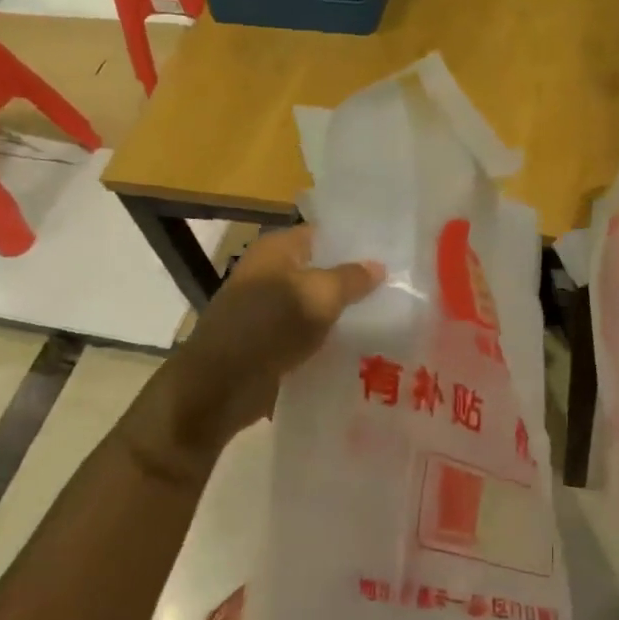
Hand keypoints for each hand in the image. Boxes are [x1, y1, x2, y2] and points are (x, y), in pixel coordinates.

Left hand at [160, 225, 382, 445]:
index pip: (323, 234)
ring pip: (316, 304)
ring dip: (343, 312)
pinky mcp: (269, 342)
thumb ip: (351, 278)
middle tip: (399, 286)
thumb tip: (378, 266)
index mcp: (276, 249)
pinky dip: (328, 338)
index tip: (392, 252)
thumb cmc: (268, 327)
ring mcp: (267, 309)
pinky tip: (361, 347)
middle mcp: (269, 273)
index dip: (356, 241)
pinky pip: (307, 333)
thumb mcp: (319, 295)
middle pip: (321, 270)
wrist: (220, 385)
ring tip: (389, 316)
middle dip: (354, 280)